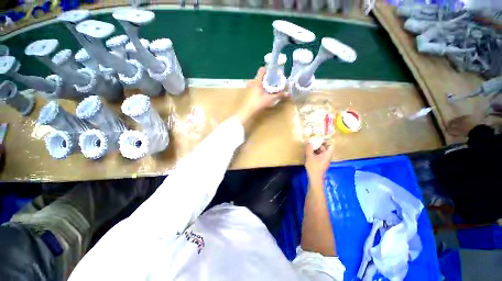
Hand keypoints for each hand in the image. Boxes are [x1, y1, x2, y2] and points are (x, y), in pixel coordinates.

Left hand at [236, 67, 285, 125]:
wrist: (249, 111)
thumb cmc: (258, 103)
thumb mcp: (270, 99)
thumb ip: (278, 95)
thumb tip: (288, 93)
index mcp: (258, 81)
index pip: (261, 70)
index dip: (268, 70)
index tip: (273, 73)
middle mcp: (253, 83)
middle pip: (260, 76)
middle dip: (267, 77)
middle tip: (274, 80)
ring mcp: (250, 88)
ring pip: (258, 82)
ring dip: (264, 83)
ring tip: (270, 86)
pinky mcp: (250, 93)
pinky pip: (256, 87)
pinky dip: (261, 87)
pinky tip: (264, 92)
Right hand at [305, 142, 333, 180]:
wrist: (314, 178)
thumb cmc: (313, 167)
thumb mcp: (310, 157)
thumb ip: (309, 149)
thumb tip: (308, 141)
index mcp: (327, 155)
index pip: (331, 146)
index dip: (328, 141)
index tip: (322, 137)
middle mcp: (327, 157)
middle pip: (325, 148)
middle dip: (320, 144)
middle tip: (314, 139)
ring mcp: (324, 160)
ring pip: (321, 152)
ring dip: (317, 148)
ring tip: (310, 144)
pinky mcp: (320, 163)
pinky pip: (319, 155)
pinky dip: (315, 152)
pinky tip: (309, 151)